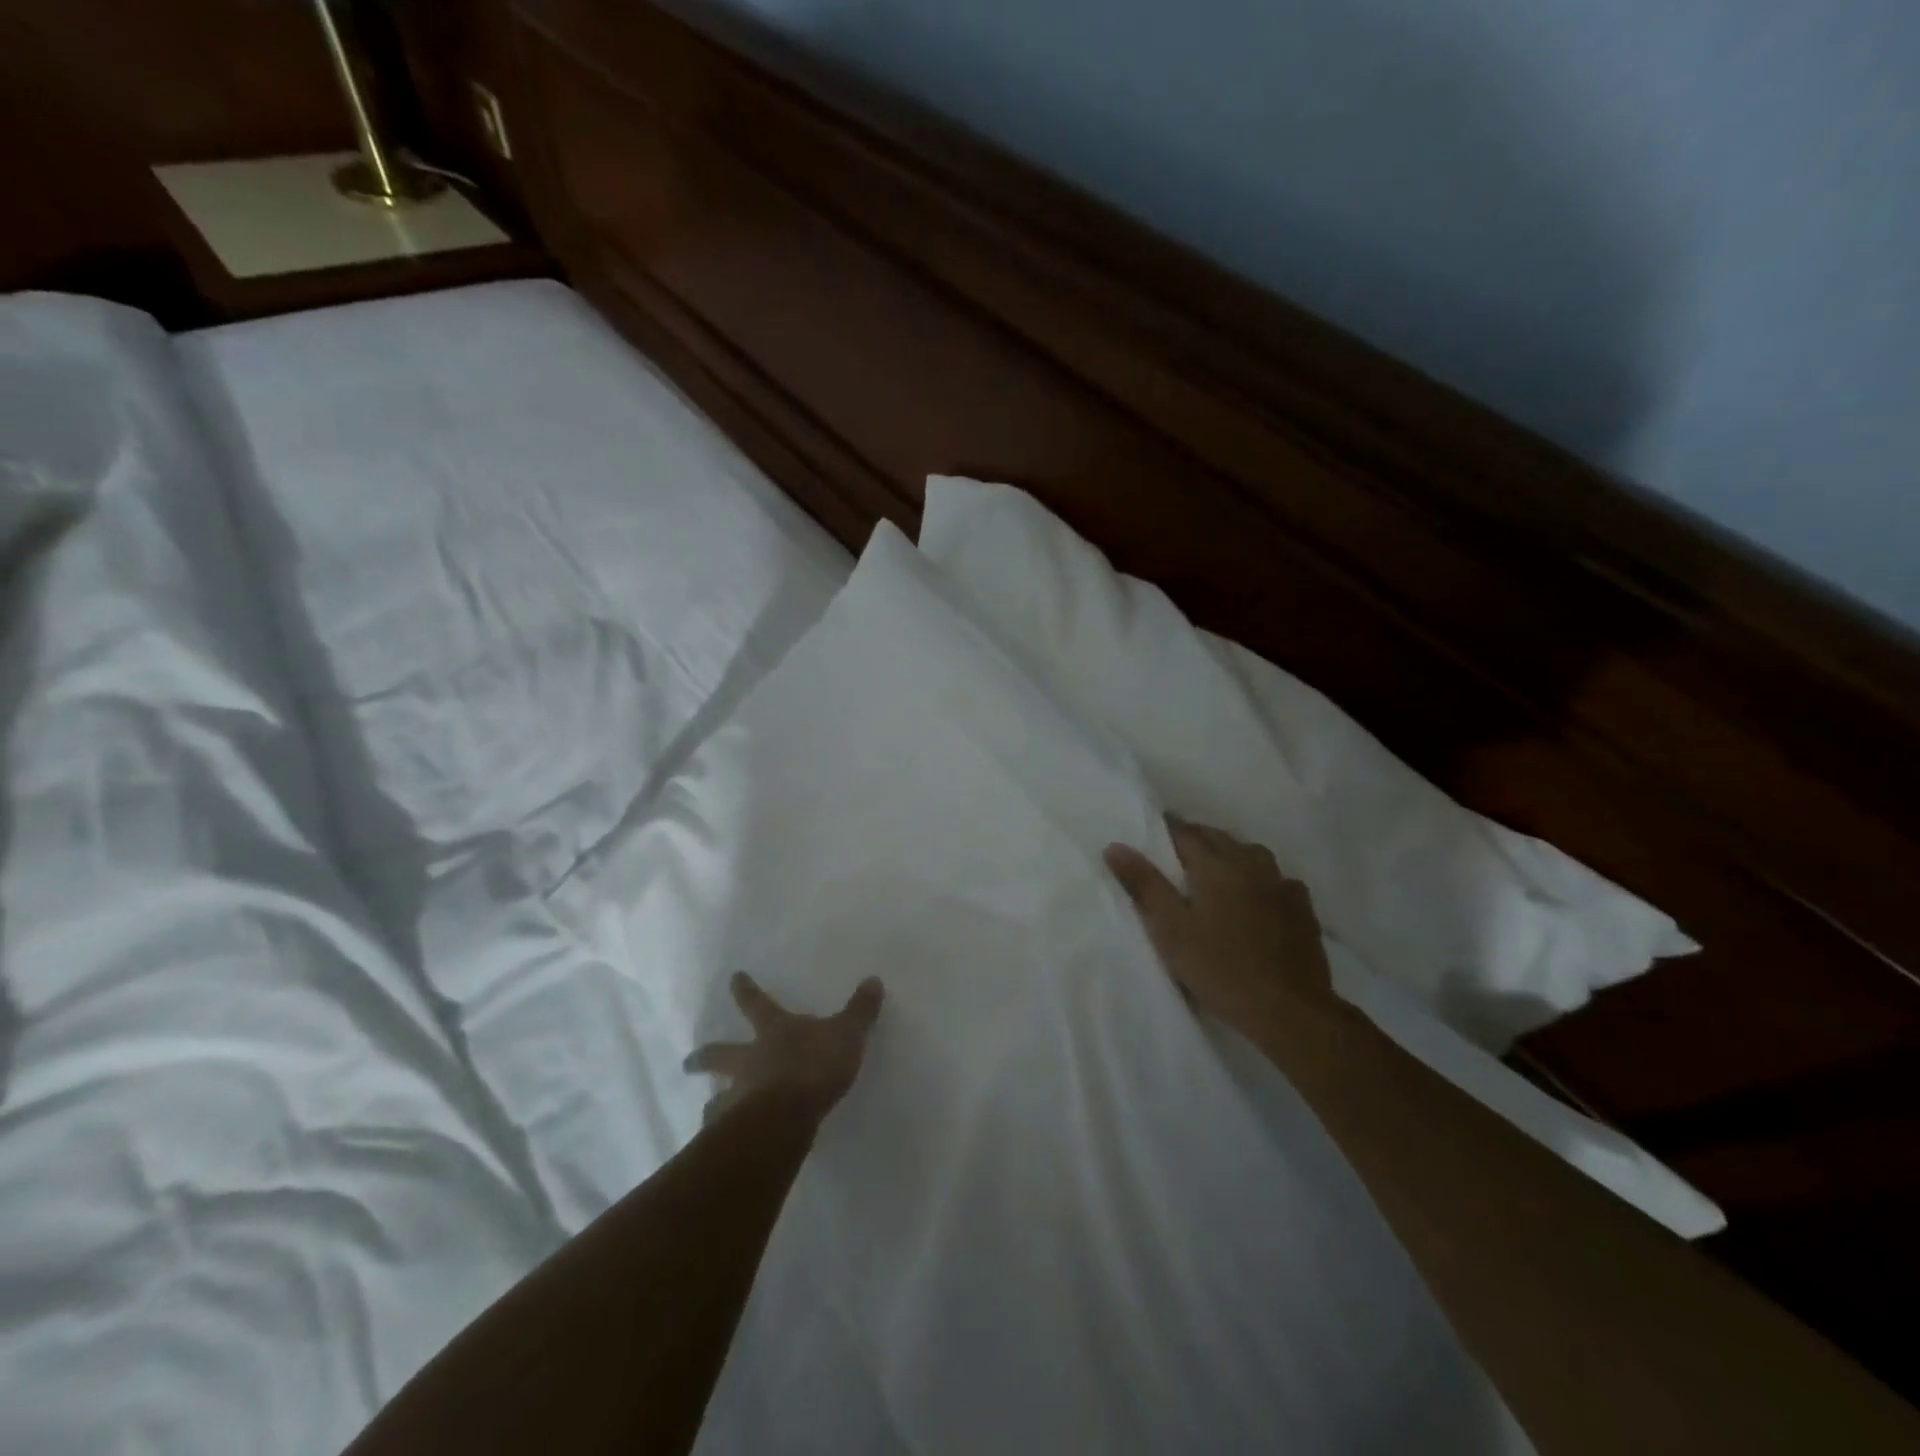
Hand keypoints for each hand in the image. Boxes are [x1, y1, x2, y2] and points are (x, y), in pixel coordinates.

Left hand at [685, 972, 885, 1123]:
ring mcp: (739, 1095)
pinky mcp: (737, 1131)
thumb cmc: (815, 1066)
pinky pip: (724, 1133)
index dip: (746, 990)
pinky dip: (720, 1138)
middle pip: (720, 1054)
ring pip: (717, 1098)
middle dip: (704, 1057)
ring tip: (706, 1110)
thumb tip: (873, 980)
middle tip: (687, 1062)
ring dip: (712, 1103)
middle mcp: (749, 1060)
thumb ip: (860, 1010)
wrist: (787, 1116)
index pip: (757, 1004)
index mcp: (774, 1031)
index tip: (733, 978)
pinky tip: (721, 1147)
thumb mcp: (847, 1033)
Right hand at [1104, 816, 1336, 1034]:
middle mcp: (1250, 864)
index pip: (1186, 833)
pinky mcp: (1302, 908)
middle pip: (1219, 838)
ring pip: (1251, 853)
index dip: (1167, 828)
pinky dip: (1261, 877)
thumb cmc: (1220, 968)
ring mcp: (1281, 885)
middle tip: (1176, 848)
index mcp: (1216, 866)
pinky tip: (1259, 893)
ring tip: (1215, 865)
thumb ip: (1144, 885)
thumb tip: (1115, 846)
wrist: (1288, 1009)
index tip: (1153, 827)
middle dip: (1197, 837)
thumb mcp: (1171, 929)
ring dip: (1230, 852)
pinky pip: (1278, 878)